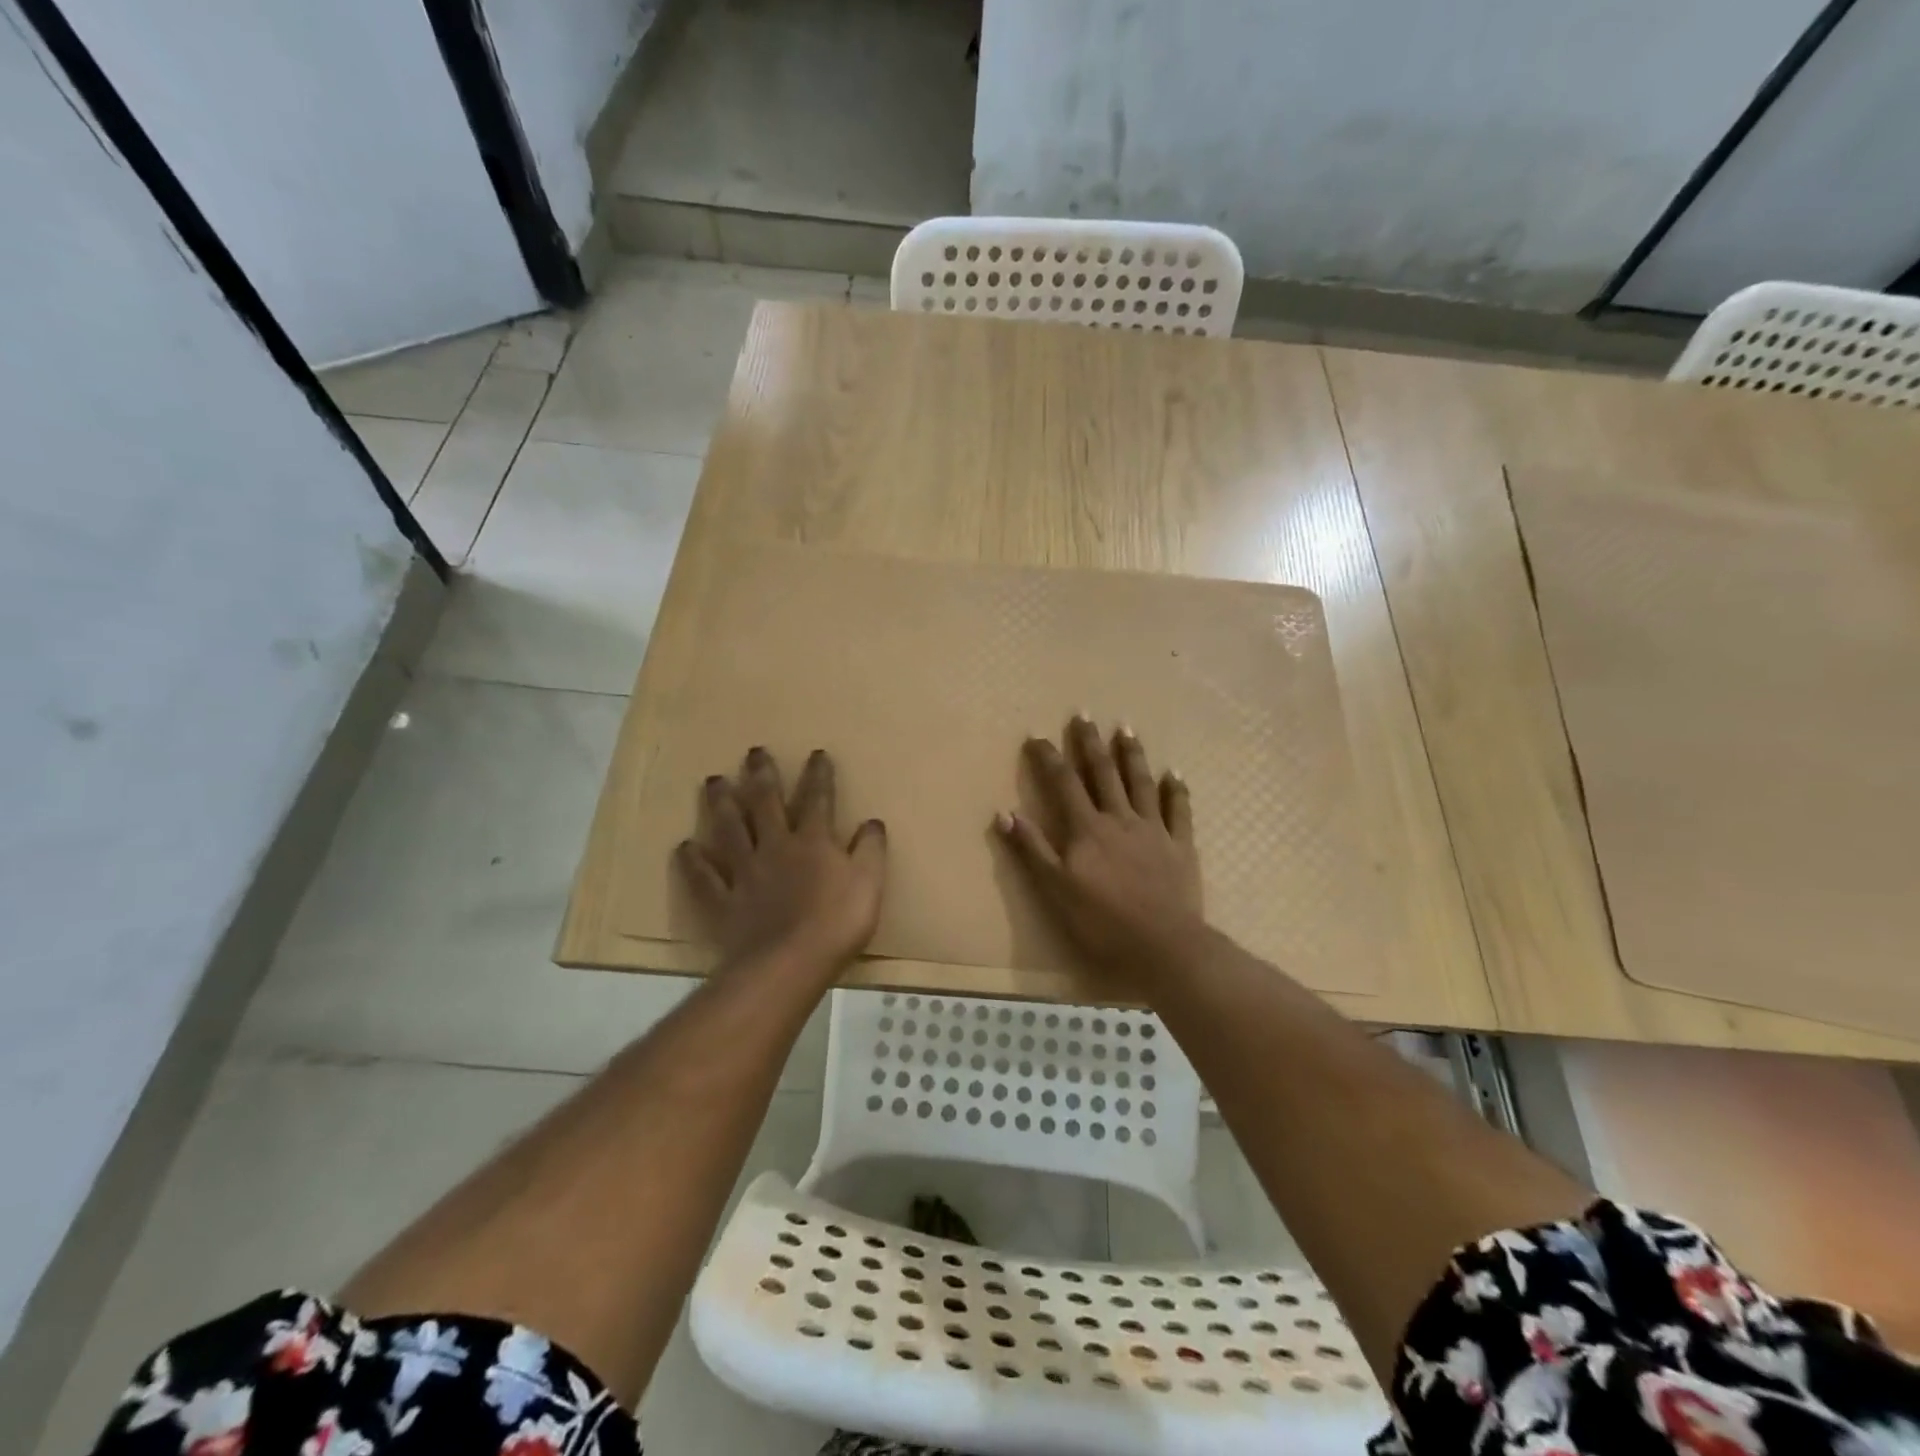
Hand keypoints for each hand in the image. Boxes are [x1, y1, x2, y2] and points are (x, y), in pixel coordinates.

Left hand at [678, 747, 886, 975]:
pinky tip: (685, 847)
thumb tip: (872, 822)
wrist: (789, 964)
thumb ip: (871, 851)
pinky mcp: (724, 901)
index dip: (818, 775)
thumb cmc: (837, 923)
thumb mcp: (870, 884)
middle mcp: (776, 847)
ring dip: (721, 804)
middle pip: (765, 803)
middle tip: (753, 752)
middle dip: (761, 775)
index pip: (818, 799)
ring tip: (714, 781)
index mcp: (813, 842)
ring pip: (730, 829)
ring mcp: (746, 873)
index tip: (815, 753)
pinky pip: (704, 877)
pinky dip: (694, 862)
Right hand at [996, 716, 1204, 979]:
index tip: (1036, 735)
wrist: (1163, 945)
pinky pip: (1179, 810)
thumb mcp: (1055, 889)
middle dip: (1090, 743)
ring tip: (1126, 729)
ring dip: (1132, 755)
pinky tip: (1174, 773)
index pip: (1063, 783)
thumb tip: (1004, 812)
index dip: (1048, 757)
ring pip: (1141, 783)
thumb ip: (1032, 849)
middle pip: (1103, 773)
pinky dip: (1176, 790)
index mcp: (1087, 829)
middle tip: (1083, 714)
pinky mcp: (1180, 845)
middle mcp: (1120, 819)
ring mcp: (1153, 829)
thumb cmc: (1102, 921)